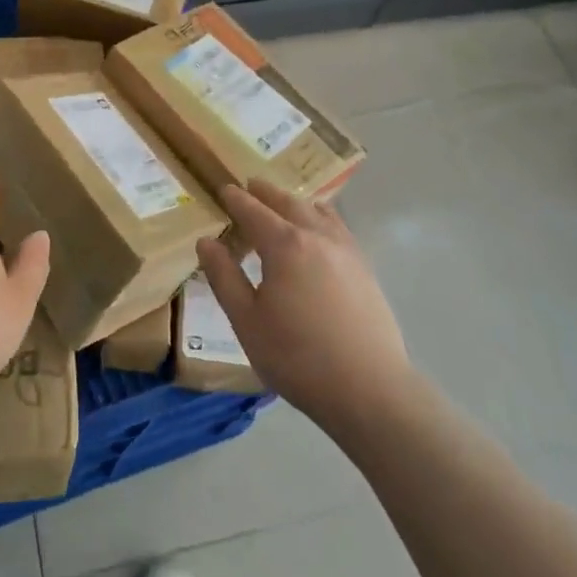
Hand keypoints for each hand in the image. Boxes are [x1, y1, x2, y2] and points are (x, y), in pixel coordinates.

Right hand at [199, 180, 408, 433]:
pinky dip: (321, 217)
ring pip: (318, 211)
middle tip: (251, 186)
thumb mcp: (246, 321)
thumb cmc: (298, 357)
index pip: (254, 211)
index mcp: (285, 245)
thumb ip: (224, 277)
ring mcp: (346, 251)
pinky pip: (338, 227)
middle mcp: (317, 236)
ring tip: (284, 203)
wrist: (369, 390)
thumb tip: (206, 242)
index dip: (236, 199)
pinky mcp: (365, 269)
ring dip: (296, 202)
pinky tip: (320, 232)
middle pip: (289, 203)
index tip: (224, 188)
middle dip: (267, 193)